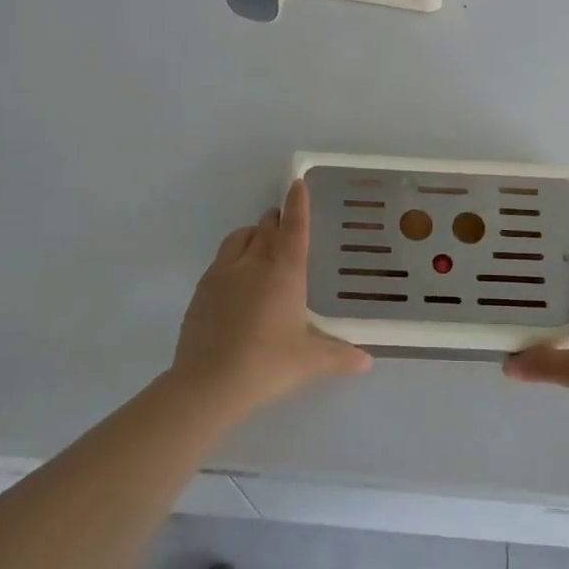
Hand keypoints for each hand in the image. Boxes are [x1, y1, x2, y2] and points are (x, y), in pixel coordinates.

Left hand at [170, 179, 371, 421]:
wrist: (207, 384)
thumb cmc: (267, 364)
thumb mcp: (310, 361)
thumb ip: (340, 356)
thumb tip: (367, 361)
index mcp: (284, 272)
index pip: (294, 227)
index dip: (298, 204)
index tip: (298, 183)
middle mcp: (253, 263)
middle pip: (266, 227)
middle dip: (277, 220)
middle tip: (286, 224)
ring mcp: (222, 274)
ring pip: (239, 238)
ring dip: (253, 234)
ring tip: (261, 245)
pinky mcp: (201, 291)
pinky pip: (220, 260)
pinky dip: (233, 257)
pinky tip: (237, 280)